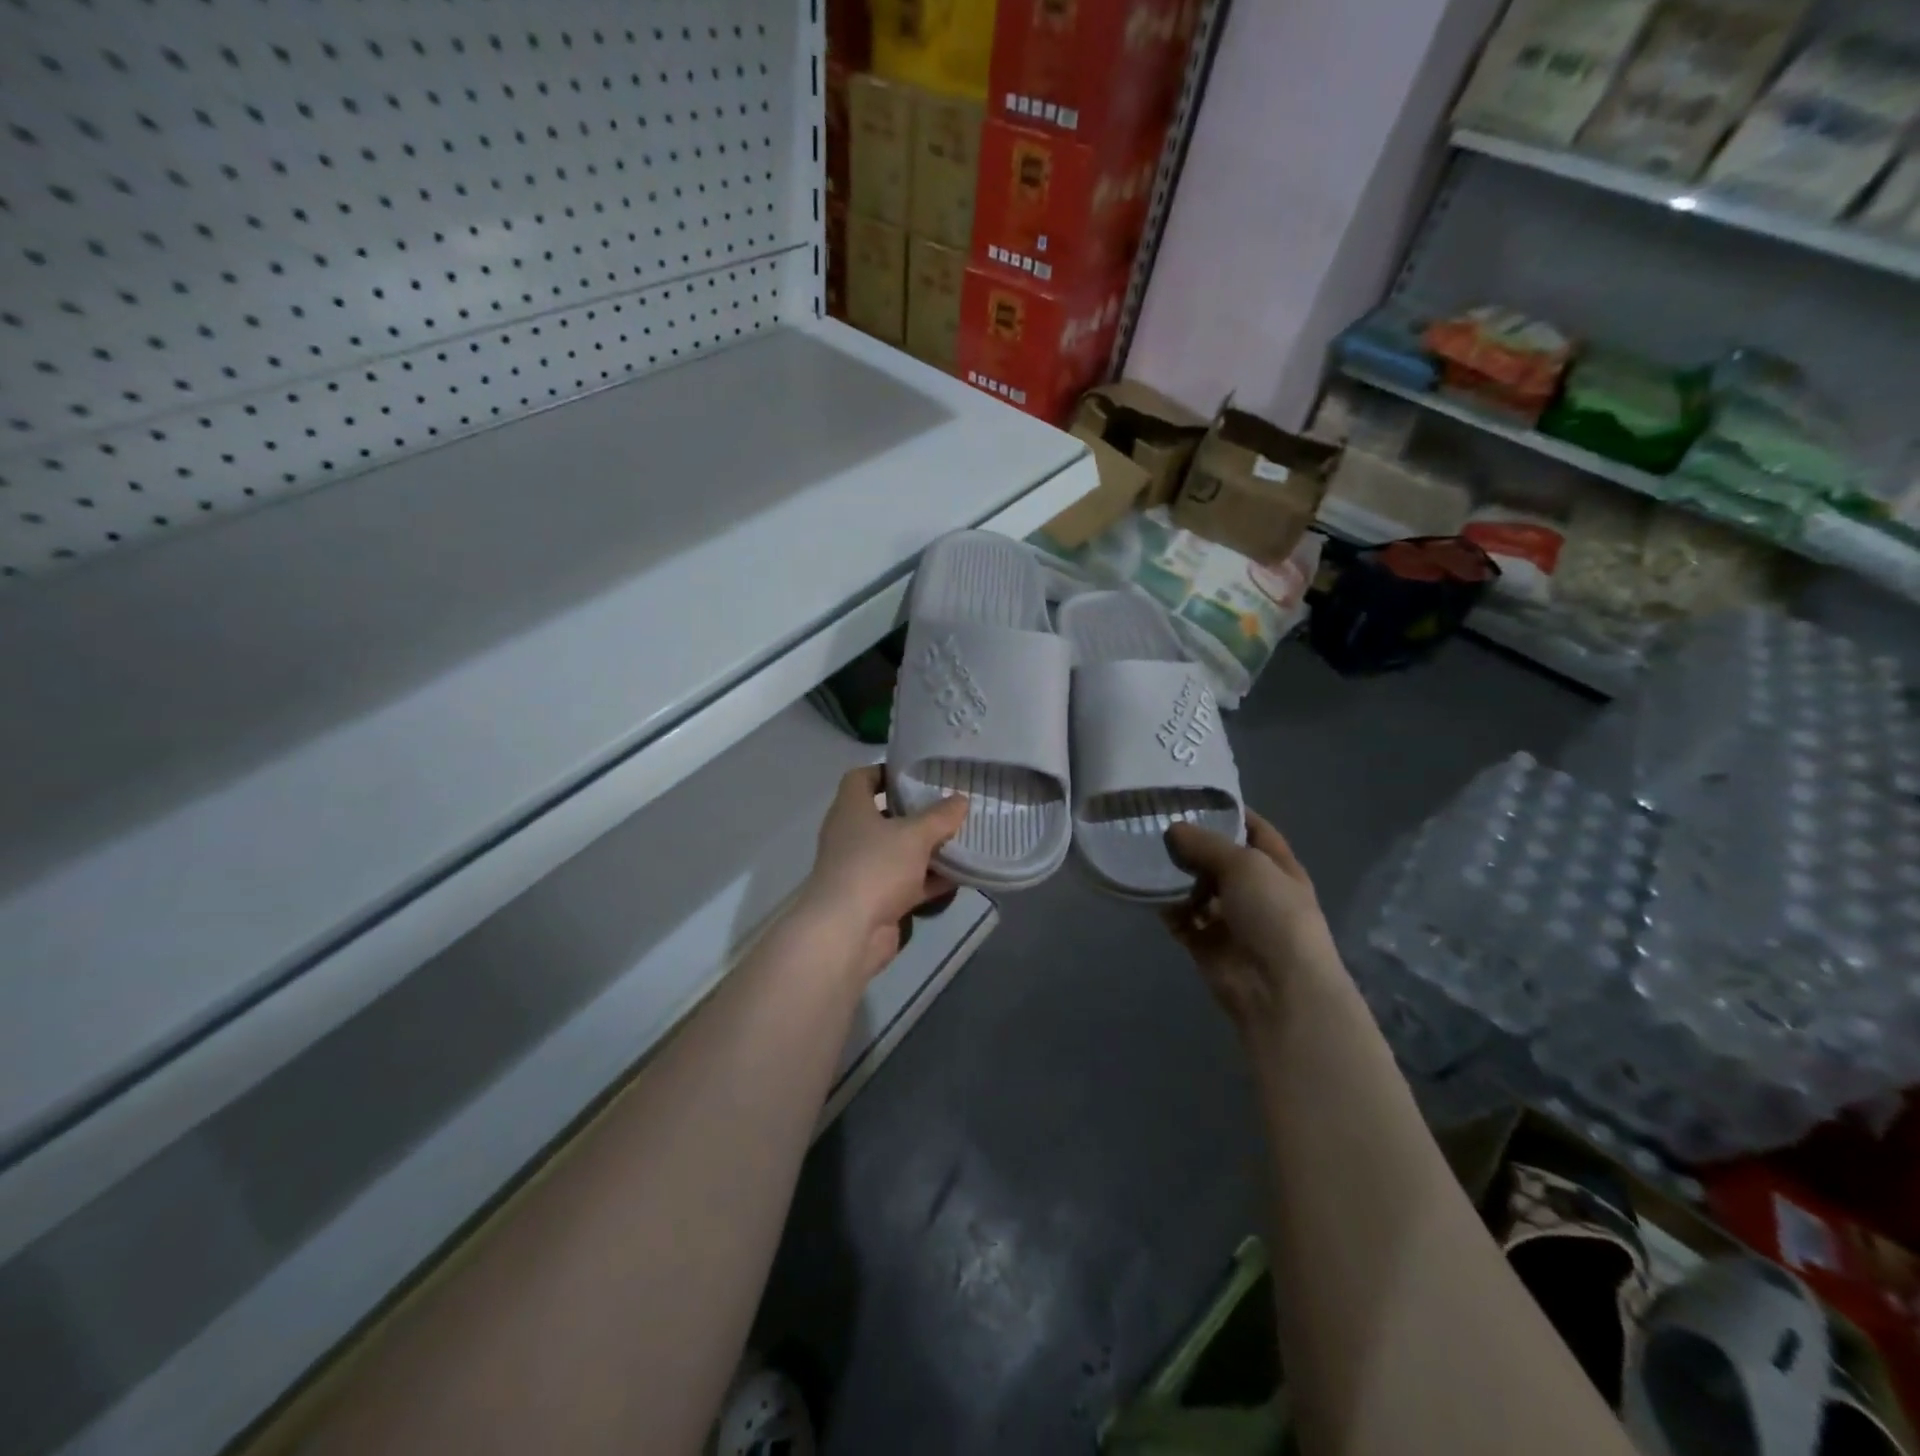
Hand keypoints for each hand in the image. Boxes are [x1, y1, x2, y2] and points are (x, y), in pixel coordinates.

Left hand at [793, 766, 968, 983]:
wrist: (847, 932)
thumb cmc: (875, 867)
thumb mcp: (914, 835)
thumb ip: (940, 816)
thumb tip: (960, 799)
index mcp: (851, 810)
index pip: (861, 778)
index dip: (885, 771)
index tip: (916, 773)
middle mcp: (852, 836)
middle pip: (885, 816)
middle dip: (916, 813)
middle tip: (949, 806)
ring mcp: (862, 869)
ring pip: (899, 852)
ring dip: (926, 849)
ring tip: (962, 837)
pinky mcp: (876, 899)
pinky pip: (907, 883)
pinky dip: (929, 880)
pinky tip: (960, 875)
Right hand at [1162, 812, 1345, 1043]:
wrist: (1280, 989)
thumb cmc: (1274, 915)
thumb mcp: (1245, 865)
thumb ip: (1207, 844)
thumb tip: (1174, 829)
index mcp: (1277, 867)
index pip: (1253, 829)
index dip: (1228, 811)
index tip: (1193, 795)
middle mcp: (1254, 890)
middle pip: (1218, 858)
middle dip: (1191, 843)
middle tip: (1153, 822)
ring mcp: (1229, 918)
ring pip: (1196, 888)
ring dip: (1174, 875)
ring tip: (1141, 852)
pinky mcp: (1206, 943)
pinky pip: (1181, 918)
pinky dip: (1166, 907)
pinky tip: (1145, 889)